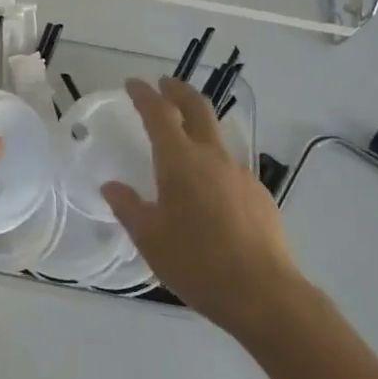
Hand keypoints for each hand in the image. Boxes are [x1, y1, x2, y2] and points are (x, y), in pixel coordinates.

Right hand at [100, 77, 306, 338]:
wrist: (264, 295)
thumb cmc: (197, 263)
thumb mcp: (150, 239)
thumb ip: (128, 207)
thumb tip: (112, 186)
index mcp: (180, 161)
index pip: (159, 113)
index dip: (144, 95)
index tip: (133, 83)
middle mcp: (212, 157)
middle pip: (197, 108)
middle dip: (179, 92)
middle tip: (165, 85)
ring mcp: (241, 174)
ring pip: (217, 138)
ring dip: (199, 128)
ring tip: (184, 144)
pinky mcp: (260, 195)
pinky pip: (231, 170)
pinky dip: (214, 166)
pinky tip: (209, 195)